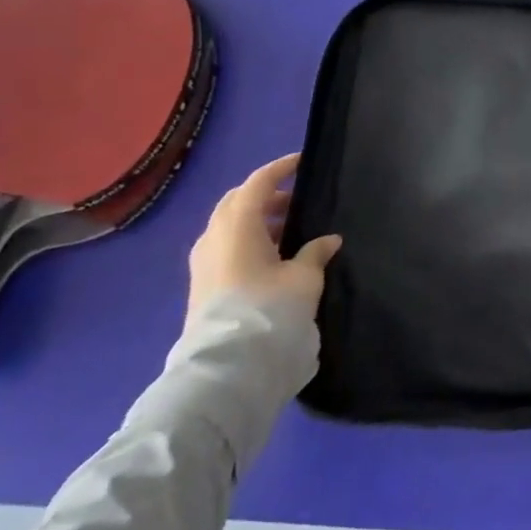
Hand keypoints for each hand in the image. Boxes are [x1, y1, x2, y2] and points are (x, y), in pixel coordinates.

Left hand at [186, 153, 340, 330]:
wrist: (227, 366)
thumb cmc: (268, 308)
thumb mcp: (304, 277)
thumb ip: (315, 252)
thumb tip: (328, 240)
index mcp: (238, 223)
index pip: (259, 182)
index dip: (281, 168)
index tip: (302, 163)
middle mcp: (214, 235)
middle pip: (238, 201)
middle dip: (266, 195)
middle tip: (296, 200)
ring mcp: (203, 261)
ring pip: (230, 225)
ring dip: (257, 220)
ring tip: (290, 231)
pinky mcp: (202, 284)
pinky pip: (225, 246)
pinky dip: (248, 240)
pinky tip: (272, 257)